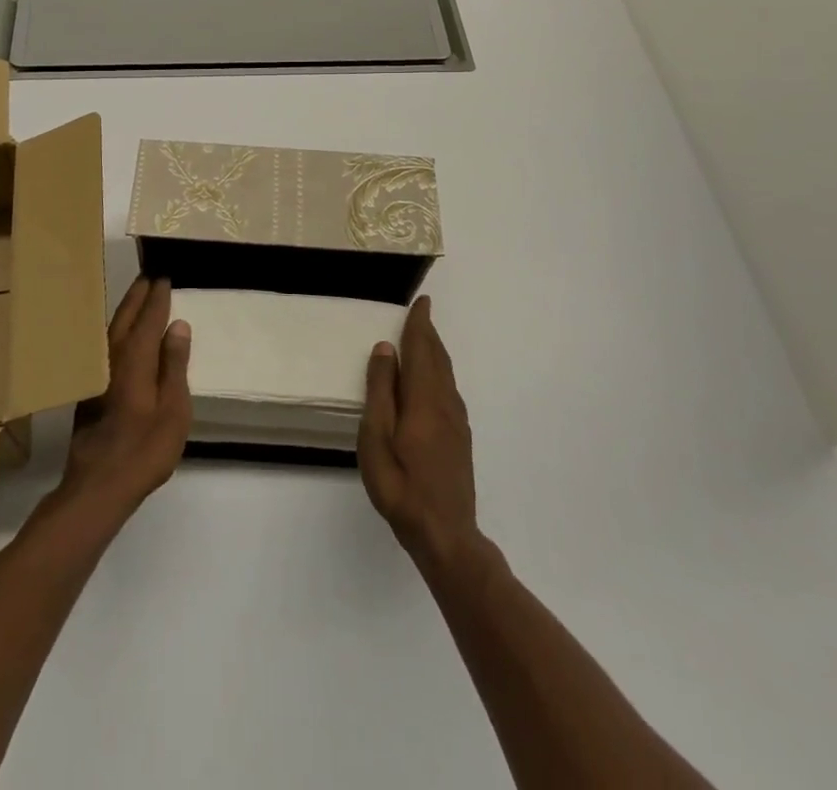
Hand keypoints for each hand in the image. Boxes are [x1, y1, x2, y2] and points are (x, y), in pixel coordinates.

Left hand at [58, 276, 192, 523]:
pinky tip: (122, 334)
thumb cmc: (144, 449)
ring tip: (137, 295)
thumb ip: (175, 364)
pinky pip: (107, 344)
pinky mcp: (90, 388)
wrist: (98, 486)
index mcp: (136, 357)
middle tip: (149, 274)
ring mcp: (98, 373)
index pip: (149, 317)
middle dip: (138, 294)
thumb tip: (178, 324)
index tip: (164, 275)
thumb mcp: (174, 409)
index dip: (158, 296)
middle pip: (126, 316)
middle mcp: (113, 357)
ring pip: (113, 329)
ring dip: (126, 309)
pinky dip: (118, 329)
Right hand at [358, 296, 479, 565]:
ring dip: (436, 352)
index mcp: (424, 399)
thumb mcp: (377, 438)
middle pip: (438, 359)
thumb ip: (381, 391)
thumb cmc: (401, 486)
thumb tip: (386, 348)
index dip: (420, 325)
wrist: (445, 535)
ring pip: (446, 375)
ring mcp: (456, 423)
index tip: (422, 301)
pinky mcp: (460, 439)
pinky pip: (449, 391)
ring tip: (426, 339)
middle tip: (422, 313)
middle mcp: (445, 404)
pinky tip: (434, 382)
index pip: (422, 350)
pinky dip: (440, 372)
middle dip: (429, 334)